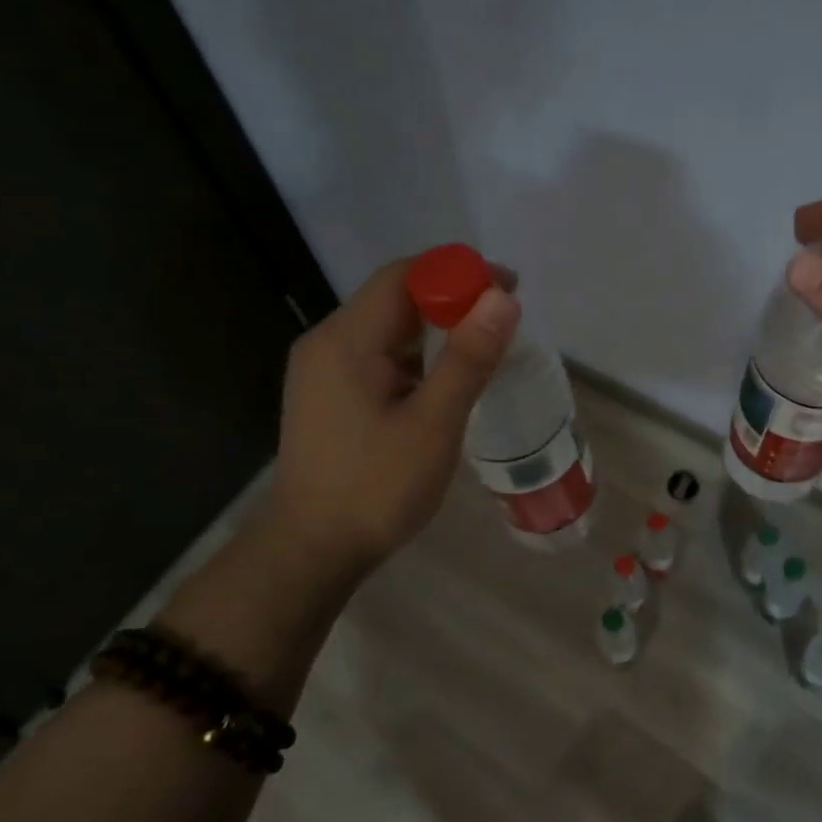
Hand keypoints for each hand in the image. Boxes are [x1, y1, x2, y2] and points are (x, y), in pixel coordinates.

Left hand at [262, 255, 520, 580]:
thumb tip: (501, 299)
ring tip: (482, 352)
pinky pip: (377, 357)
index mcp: (346, 341)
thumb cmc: (376, 489)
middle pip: (393, 298)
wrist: (313, 550)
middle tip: (503, 323)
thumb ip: (467, 359)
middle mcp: (327, 343)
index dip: (457, 272)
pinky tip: (442, 383)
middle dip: (450, 300)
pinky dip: (415, 357)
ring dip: (434, 331)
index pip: (403, 276)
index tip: (508, 289)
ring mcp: (322, 370)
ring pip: (386, 329)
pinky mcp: (327, 395)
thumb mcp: (433, 425)